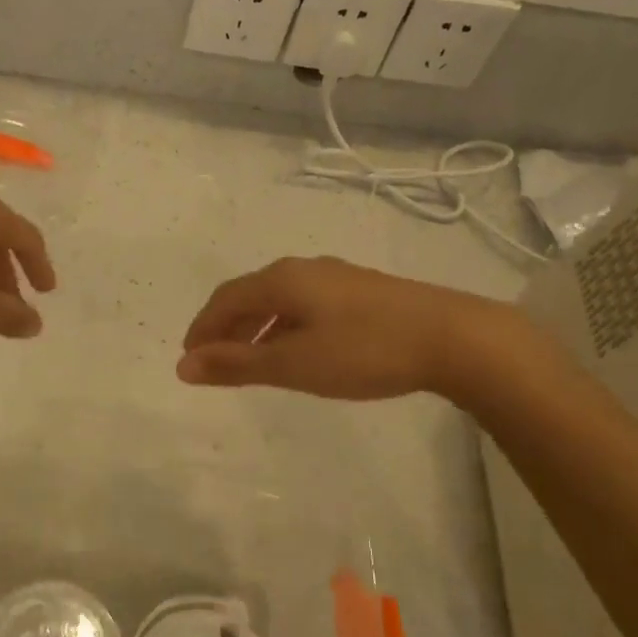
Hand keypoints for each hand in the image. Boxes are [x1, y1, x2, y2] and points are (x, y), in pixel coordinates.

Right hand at [177, 256, 510, 400]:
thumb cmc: (365, 351)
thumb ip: (237, 365)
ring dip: (255, 328)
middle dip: (226, 328)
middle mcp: (303, 270)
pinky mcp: (361, 292)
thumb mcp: (294, 364)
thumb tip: (183, 366)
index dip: (202, 328)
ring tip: (249, 361)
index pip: (224, 299)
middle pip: (249, 295)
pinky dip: (284, 327)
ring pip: (279, 300)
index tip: (188, 359)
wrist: (454, 337)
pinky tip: (296, 350)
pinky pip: (304, 305)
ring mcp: (336, 278)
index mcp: (281, 280)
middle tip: (213, 362)